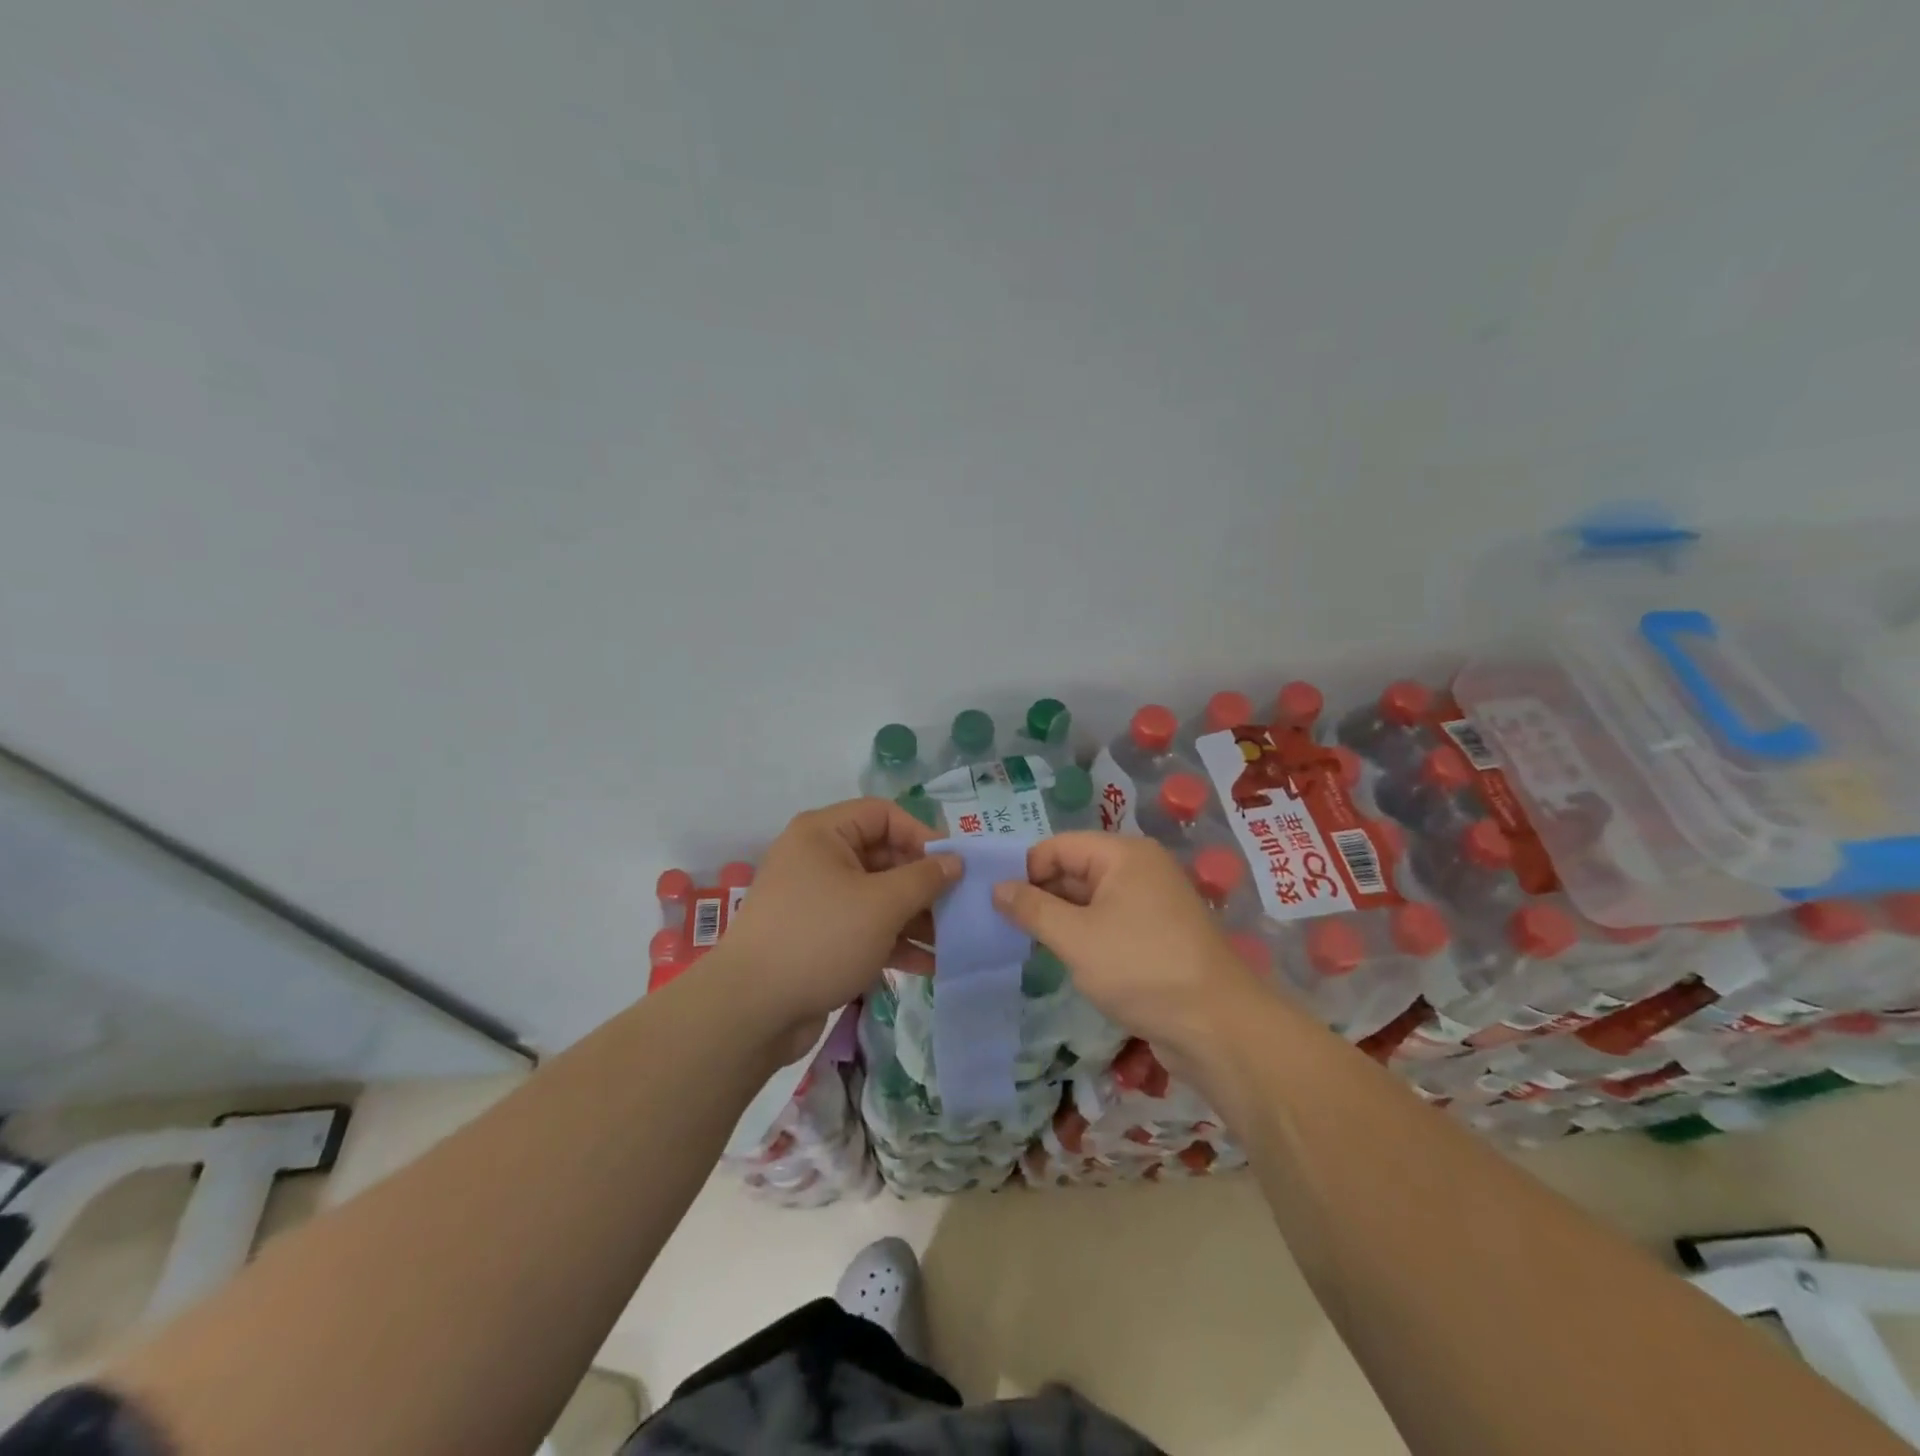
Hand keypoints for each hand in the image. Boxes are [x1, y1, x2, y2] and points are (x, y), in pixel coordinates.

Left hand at [715, 798, 959, 1059]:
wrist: (751, 1010)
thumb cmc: (821, 938)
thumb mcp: (882, 905)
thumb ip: (925, 879)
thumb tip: (956, 861)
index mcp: (824, 834)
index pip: (884, 815)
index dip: (922, 835)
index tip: (955, 866)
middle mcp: (818, 858)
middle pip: (883, 856)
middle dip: (923, 883)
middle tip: (960, 905)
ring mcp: (817, 900)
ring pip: (877, 896)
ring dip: (915, 916)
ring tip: (953, 939)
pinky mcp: (818, 937)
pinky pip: (864, 927)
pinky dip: (893, 940)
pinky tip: (928, 964)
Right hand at [992, 833, 1259, 1070]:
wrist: (1217, 1026)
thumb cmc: (1141, 968)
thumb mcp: (1076, 938)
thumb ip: (1032, 909)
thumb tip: (996, 888)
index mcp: (1124, 855)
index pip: (1059, 846)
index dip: (1025, 870)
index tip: (996, 903)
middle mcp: (1140, 869)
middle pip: (1075, 869)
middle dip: (1041, 895)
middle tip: (1003, 926)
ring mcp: (1152, 903)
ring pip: (1091, 899)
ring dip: (1061, 919)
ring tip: (1026, 944)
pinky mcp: (1158, 935)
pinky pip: (1110, 922)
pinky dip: (1085, 935)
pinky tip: (1064, 959)